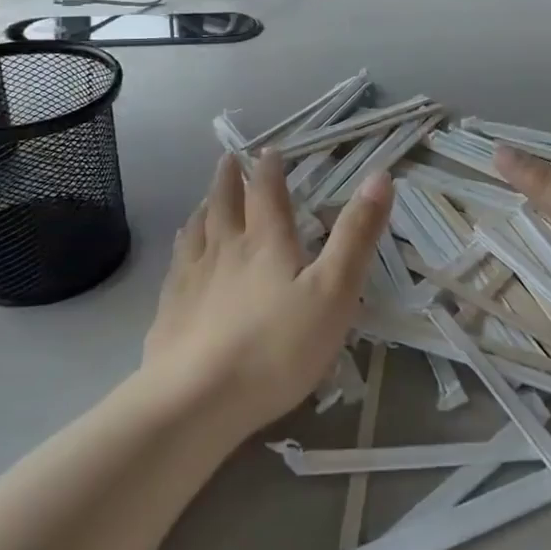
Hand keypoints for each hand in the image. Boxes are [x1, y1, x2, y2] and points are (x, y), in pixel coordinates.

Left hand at [143, 151, 391, 434]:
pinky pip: (177, 263)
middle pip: (225, 203)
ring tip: (206, 198)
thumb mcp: (334, 291)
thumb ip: (356, 236)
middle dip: (230, 178)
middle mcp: (224, 249)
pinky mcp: (170, 308)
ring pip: (197, 229)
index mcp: (265, 242)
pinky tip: (182, 253)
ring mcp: (191, 277)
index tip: (270, 151)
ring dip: (205, 207)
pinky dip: (183, 246)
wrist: (197, 398)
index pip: (267, 193)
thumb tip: (380, 177)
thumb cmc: (277, 347)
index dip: (270, 169)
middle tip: (229, 159)